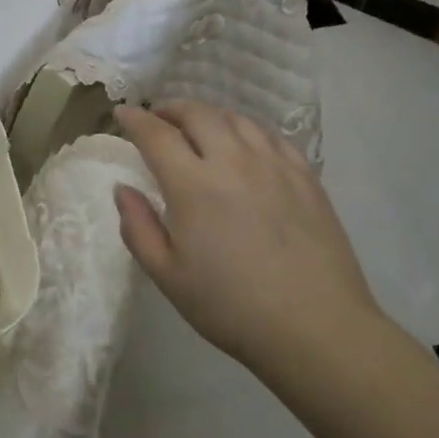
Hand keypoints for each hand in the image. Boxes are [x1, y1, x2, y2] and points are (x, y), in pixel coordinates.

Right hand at [113, 101, 379, 369]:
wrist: (316, 328)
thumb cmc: (231, 307)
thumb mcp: (168, 276)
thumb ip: (138, 228)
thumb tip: (123, 189)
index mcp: (193, 185)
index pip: (156, 134)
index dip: (135, 119)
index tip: (122, 113)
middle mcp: (233, 161)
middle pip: (198, 113)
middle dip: (171, 109)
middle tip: (159, 120)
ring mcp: (274, 165)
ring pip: (236, 119)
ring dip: (209, 116)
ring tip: (199, 130)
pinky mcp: (305, 176)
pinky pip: (271, 136)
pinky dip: (246, 130)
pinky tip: (244, 146)